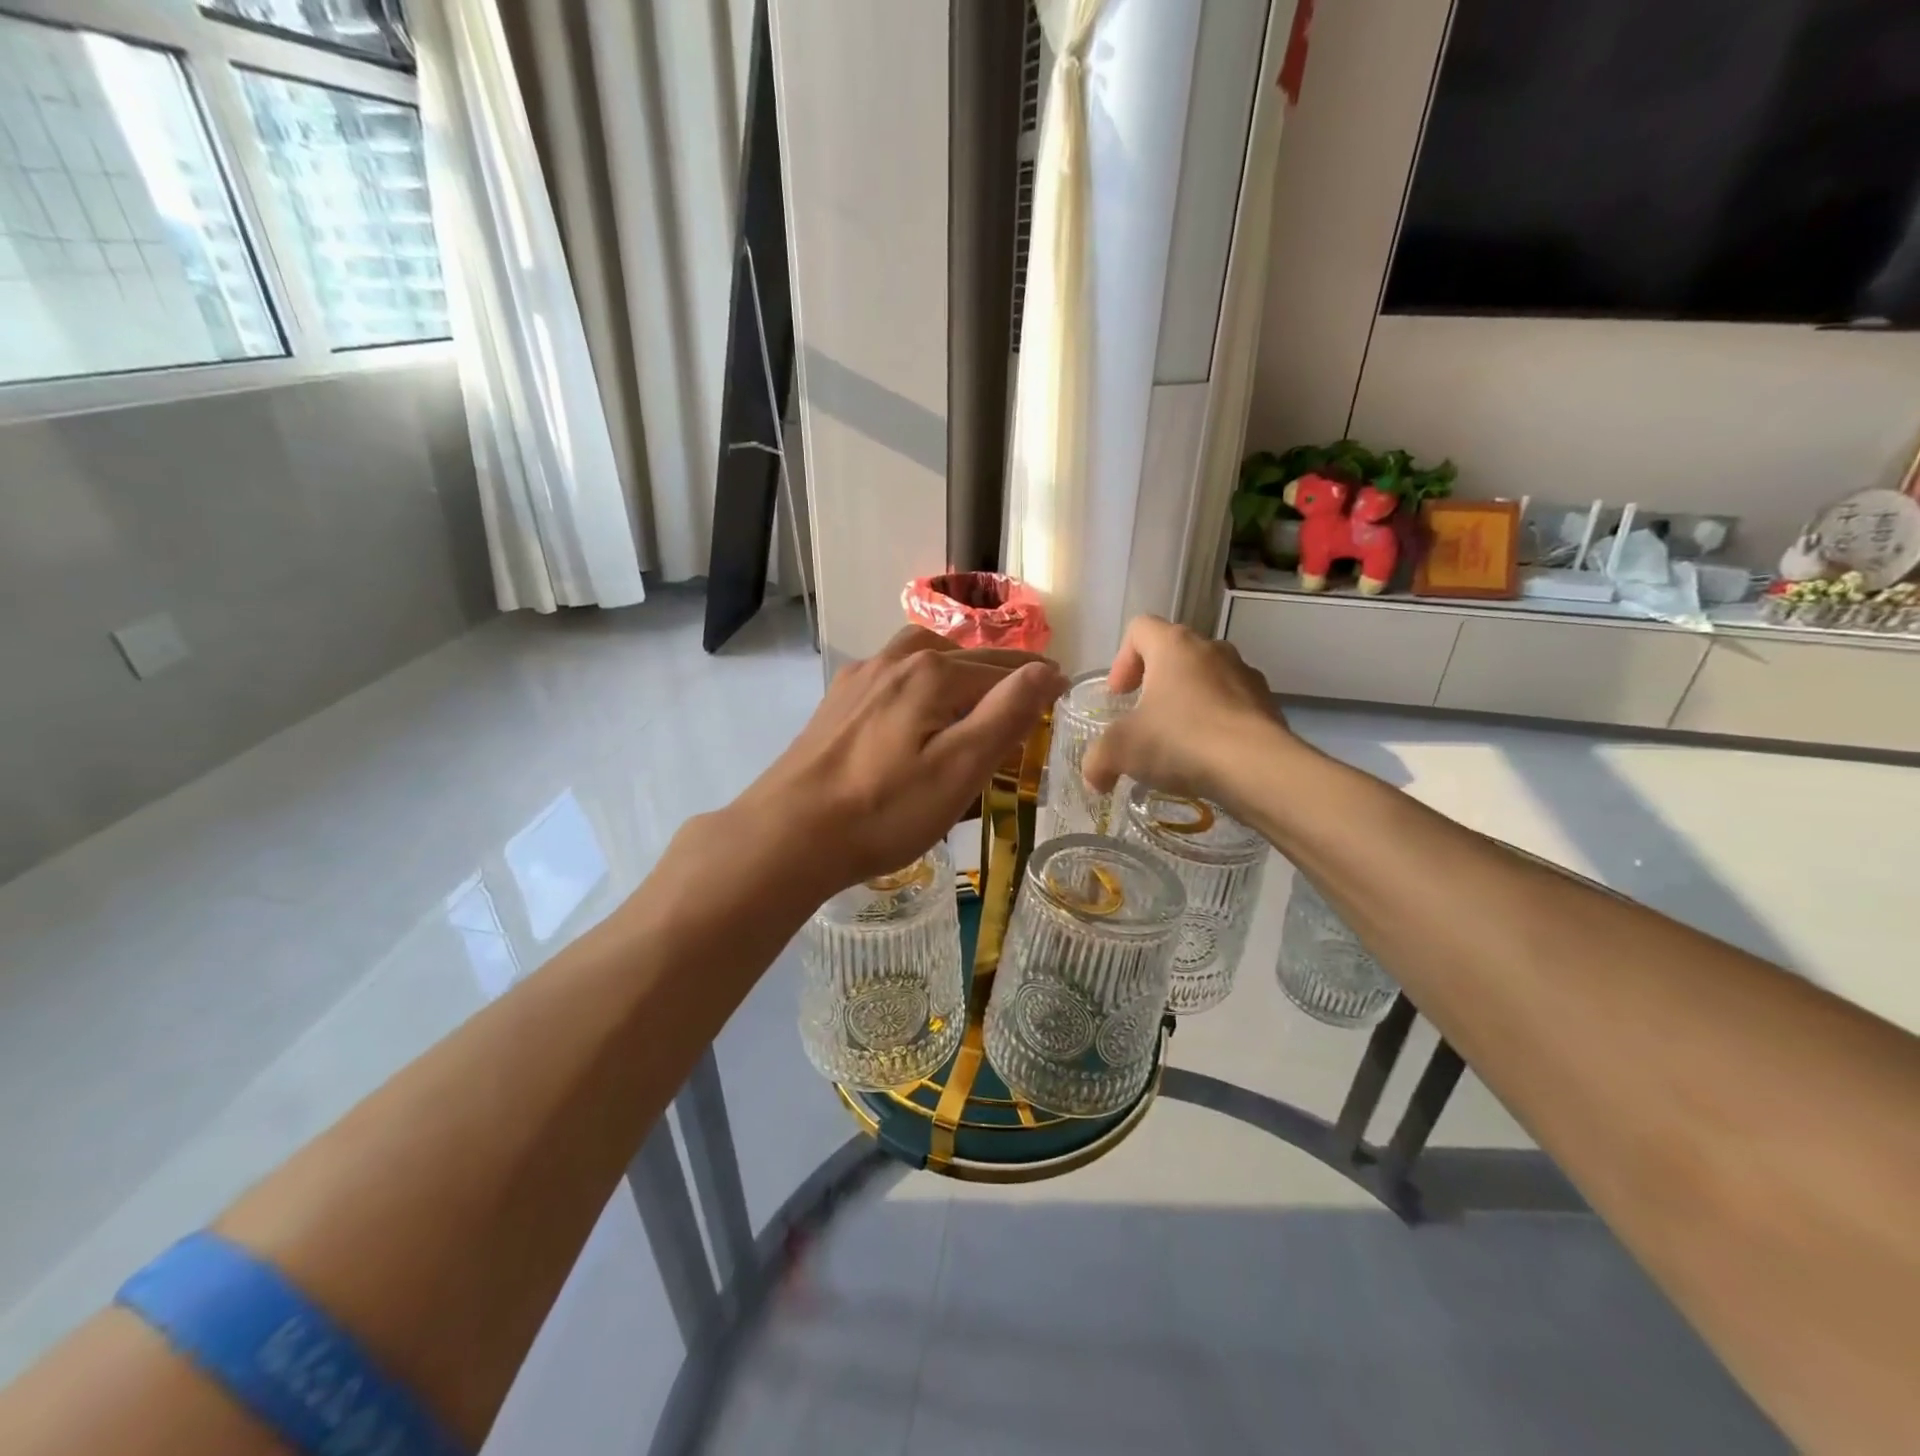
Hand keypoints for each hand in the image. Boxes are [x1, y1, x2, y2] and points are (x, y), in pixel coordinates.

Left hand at [740, 626, 1067, 893]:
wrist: (789, 833)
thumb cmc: (884, 810)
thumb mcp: (959, 768)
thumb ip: (1006, 714)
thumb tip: (1047, 670)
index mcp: (932, 673)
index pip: (1002, 671)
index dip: (1036, 683)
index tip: (1062, 690)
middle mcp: (896, 661)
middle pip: (964, 657)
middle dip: (1001, 670)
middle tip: (1030, 689)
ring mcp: (860, 678)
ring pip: (923, 655)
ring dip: (957, 664)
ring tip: (976, 687)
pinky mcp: (838, 700)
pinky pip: (892, 673)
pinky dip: (920, 677)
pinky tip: (915, 703)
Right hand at [1082, 616, 1286, 806]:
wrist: (1257, 767)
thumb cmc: (1180, 740)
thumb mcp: (1121, 751)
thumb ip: (1098, 760)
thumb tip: (1094, 780)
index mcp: (1173, 645)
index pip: (1140, 629)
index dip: (1122, 659)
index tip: (1119, 695)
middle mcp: (1212, 649)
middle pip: (1175, 653)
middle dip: (1155, 683)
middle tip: (1143, 718)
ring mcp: (1245, 674)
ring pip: (1207, 678)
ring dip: (1188, 702)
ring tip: (1177, 742)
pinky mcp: (1268, 704)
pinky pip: (1233, 705)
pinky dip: (1216, 723)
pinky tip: (1208, 756)